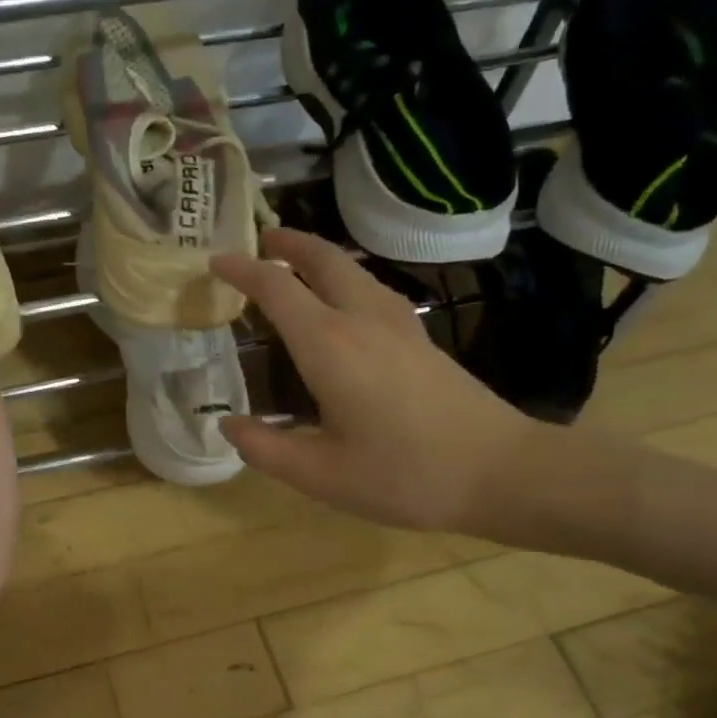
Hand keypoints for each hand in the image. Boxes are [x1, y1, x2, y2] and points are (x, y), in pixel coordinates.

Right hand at [210, 228, 544, 535]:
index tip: (215, 262)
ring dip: (318, 258)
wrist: (501, 472)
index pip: (277, 288)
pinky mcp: (421, 338)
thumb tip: (227, 424)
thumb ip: (265, 448)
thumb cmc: (404, 475)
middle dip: (287, 243)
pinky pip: (372, 289)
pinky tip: (344, 304)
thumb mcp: (321, 475)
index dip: (242, 270)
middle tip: (259, 242)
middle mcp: (362, 320)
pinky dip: (344, 280)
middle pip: (322, 259)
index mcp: (329, 345)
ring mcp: (399, 324)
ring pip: (353, 270)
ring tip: (293, 267)